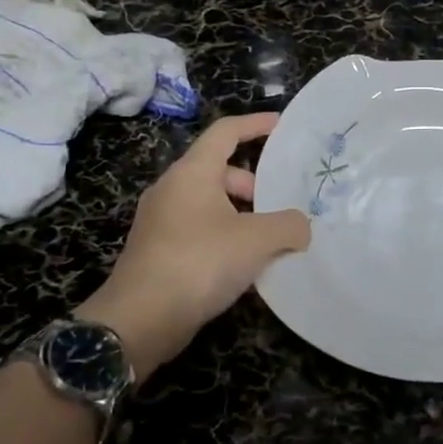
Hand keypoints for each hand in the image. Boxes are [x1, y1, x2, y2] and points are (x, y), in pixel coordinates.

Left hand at [76, 112, 309, 379]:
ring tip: (271, 241)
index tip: (282, 125)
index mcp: (192, 172)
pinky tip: (246, 266)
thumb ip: (289, 225)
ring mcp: (161, 221)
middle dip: (255, 185)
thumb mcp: (256, 240)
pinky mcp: (159, 251)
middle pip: (220, 171)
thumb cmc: (199, 262)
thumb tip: (301, 227)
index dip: (256, 124)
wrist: (140, 319)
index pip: (226, 132)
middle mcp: (172, 189)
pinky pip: (200, 231)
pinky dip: (226, 238)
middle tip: (283, 207)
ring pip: (211, 205)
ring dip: (243, 216)